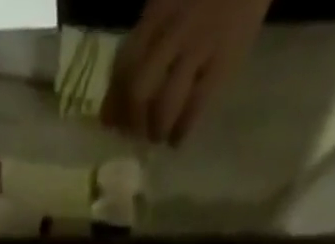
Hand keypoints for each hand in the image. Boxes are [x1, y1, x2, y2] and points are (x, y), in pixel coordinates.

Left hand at [101, 0, 268, 145]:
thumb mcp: (167, 4)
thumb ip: (145, 41)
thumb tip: (118, 97)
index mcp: (155, 14)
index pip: (123, 65)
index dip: (113, 101)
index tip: (111, 123)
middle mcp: (172, 31)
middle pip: (138, 90)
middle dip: (132, 121)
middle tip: (136, 135)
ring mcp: (198, 48)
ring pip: (164, 104)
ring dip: (156, 130)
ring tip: (159, 137)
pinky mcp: (222, 64)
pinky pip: (195, 107)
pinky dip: (181, 130)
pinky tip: (177, 139)